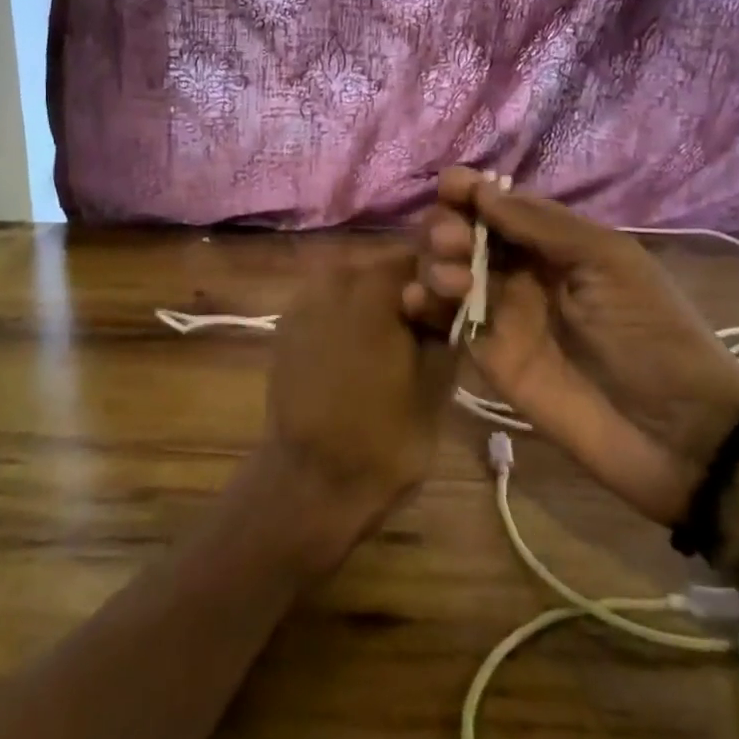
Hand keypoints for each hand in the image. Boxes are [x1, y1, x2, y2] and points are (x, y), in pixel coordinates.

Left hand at [257, 255, 458, 573]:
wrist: (310, 482)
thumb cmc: (384, 435)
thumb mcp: (436, 379)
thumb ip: (445, 320)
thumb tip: (452, 285)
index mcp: (370, 286)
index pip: (418, 256)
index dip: (440, 277)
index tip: (452, 306)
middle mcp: (331, 280)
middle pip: (382, 269)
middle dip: (406, 291)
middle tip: (426, 329)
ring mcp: (302, 302)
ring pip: (354, 286)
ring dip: (376, 305)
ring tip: (393, 346)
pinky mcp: (286, 327)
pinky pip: (328, 306)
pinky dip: (347, 319)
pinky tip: (359, 354)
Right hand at [403, 168, 738, 524]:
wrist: (673, 431)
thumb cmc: (651, 331)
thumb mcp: (608, 261)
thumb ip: (542, 225)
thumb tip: (482, 191)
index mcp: (555, 241)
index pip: (500, 204)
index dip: (471, 190)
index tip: (451, 186)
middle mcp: (521, 270)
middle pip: (463, 232)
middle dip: (448, 225)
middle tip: (456, 242)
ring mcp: (501, 313)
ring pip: (446, 270)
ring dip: (433, 261)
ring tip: (452, 280)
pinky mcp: (486, 356)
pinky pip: (445, 320)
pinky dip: (422, 304)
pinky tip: (418, 300)